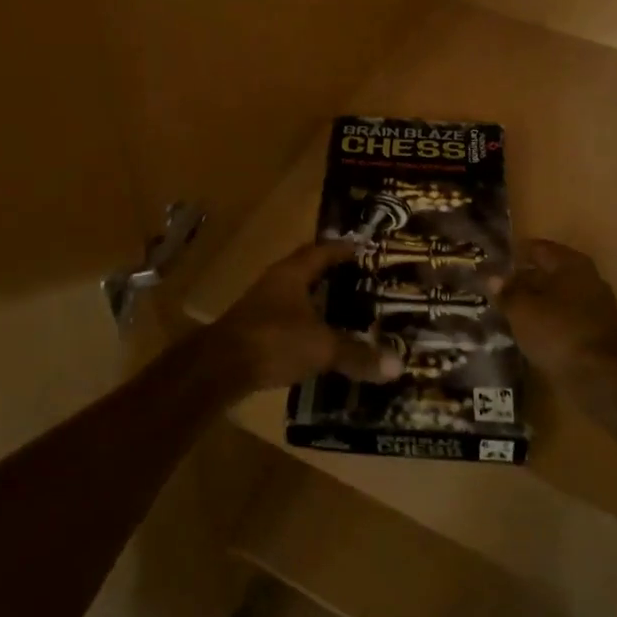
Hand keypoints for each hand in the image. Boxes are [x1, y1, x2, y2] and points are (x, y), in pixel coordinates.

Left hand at [203, 241, 400, 398]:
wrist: (219, 368)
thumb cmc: (273, 341)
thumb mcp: (322, 347)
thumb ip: (357, 354)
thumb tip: (397, 365)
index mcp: (292, 274)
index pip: (321, 251)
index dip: (342, 249)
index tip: (364, 248)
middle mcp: (275, 283)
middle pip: (307, 271)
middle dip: (333, 275)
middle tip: (362, 281)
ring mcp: (261, 307)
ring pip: (296, 297)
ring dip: (318, 302)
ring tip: (347, 311)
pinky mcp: (254, 331)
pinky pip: (288, 321)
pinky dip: (307, 326)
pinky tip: (321, 340)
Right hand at [496, 239, 616, 378]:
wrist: (600, 377)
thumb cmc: (557, 331)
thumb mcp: (522, 310)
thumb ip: (507, 292)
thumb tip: (493, 277)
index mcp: (572, 264)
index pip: (539, 249)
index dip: (516, 254)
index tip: (494, 262)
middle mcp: (588, 279)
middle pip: (550, 273)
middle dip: (525, 280)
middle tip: (498, 288)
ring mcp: (596, 307)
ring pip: (558, 298)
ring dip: (536, 303)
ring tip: (508, 310)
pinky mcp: (596, 334)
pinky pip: (564, 319)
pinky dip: (547, 321)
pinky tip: (529, 331)